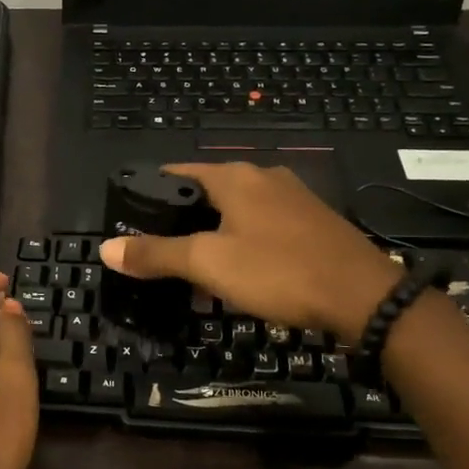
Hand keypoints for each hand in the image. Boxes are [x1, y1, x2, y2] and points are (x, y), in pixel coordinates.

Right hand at [98, 163, 401, 341]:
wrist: (363, 296)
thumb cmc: (278, 270)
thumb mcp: (208, 264)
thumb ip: (156, 255)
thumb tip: (106, 249)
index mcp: (235, 177)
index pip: (179, 172)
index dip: (152, 190)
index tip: (131, 214)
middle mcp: (264, 177)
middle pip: (210, 192)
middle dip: (185, 218)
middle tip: (162, 250)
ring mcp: (294, 198)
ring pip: (239, 210)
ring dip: (216, 233)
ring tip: (197, 266)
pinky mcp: (315, 222)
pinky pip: (266, 225)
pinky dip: (246, 242)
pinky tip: (244, 270)